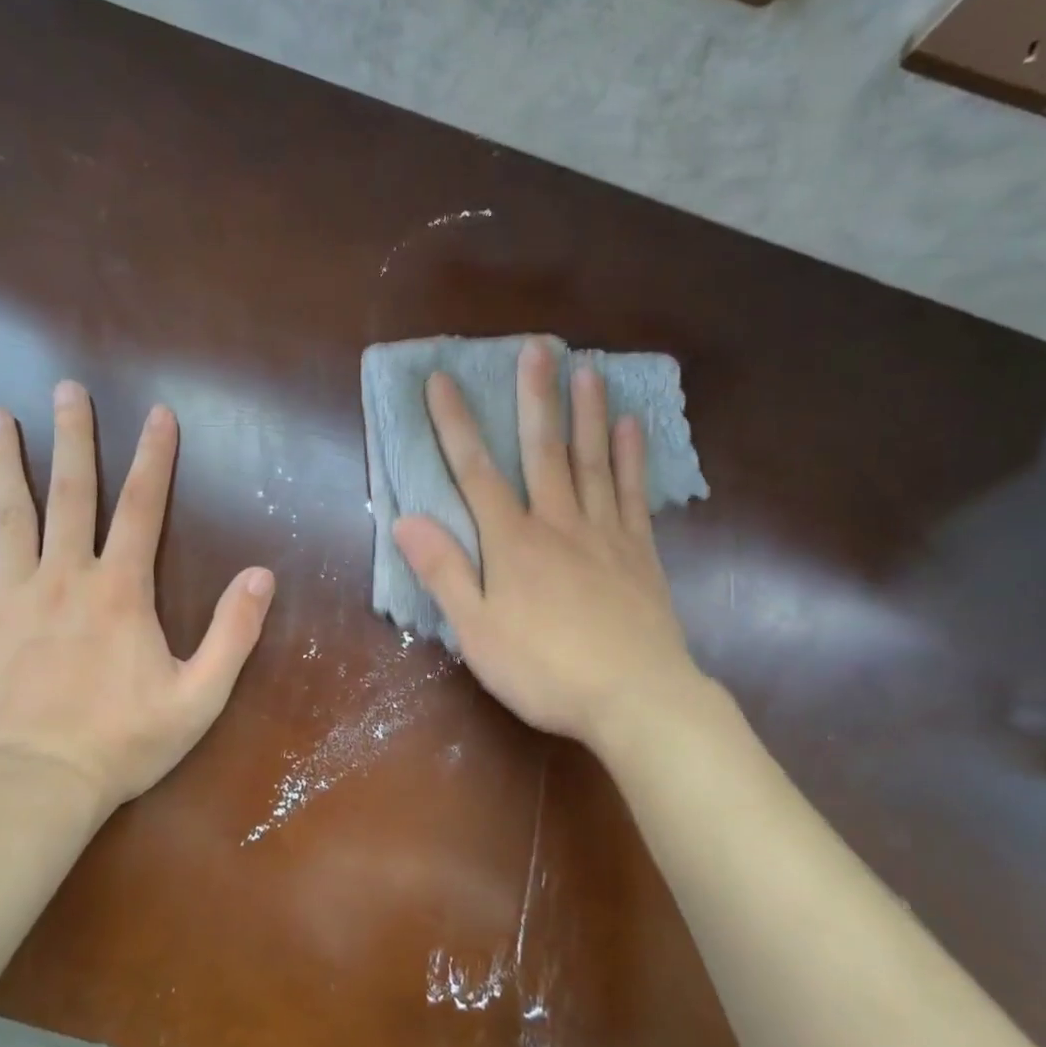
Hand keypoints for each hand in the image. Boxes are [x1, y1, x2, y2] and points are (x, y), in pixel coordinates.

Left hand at [0, 383, 275, 815]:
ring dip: (2, 463)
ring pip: (5, 516)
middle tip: (66, 390)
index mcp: (120, 590)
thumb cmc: (123, 743)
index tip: (158, 414)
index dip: (154, 458)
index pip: (143, 507)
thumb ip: (233, 631)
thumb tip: (262, 574)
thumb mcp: (200, 695)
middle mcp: (63, 577)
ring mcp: (7, 597)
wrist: (35, 790)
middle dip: (73, 439)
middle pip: (70, 494)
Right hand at [392, 338, 705, 756]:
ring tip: (588, 370)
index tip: (442, 380)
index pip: (475, 472)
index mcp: (513, 542)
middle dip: (535, 397)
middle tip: (538, 347)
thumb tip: (406, 518)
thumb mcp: (477, 632)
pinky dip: (632, 458)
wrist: (635, 699)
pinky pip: (633, 494)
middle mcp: (558, 523)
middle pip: (543, 451)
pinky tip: (632, 427)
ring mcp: (604, 534)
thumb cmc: (545, 670)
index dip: (455, 424)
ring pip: (593, 462)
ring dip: (587, 414)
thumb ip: (444, 572)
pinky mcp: (639, 552)